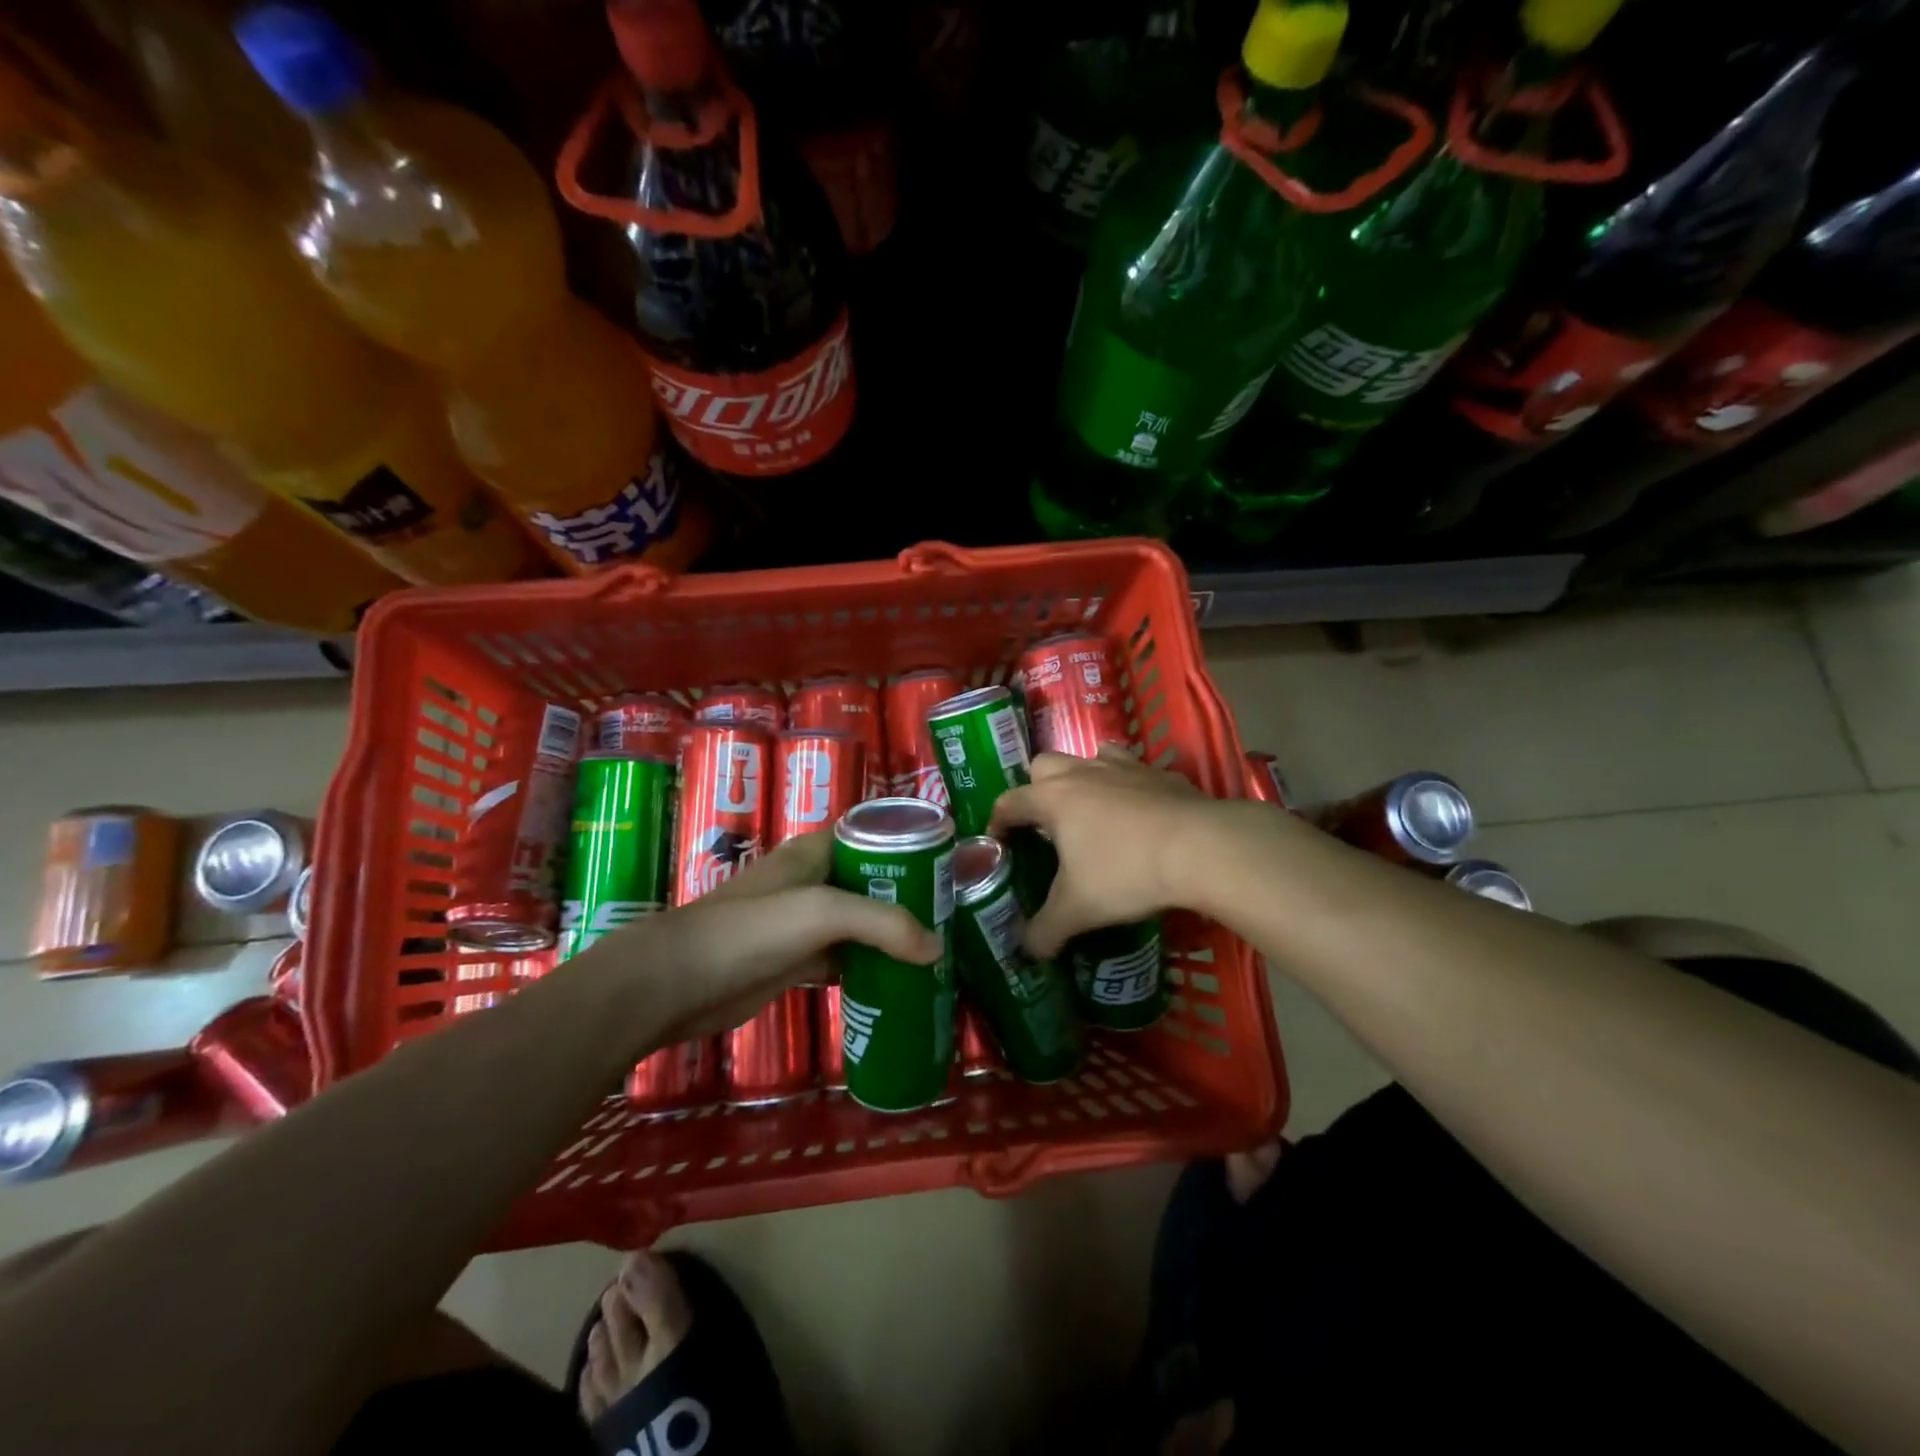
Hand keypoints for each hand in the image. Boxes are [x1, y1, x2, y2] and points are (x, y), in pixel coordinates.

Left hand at [581, 832, 941, 1041]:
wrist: (678, 983)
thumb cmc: (751, 930)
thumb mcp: (822, 913)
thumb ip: (884, 924)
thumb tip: (936, 949)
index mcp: (815, 852)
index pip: (872, 836)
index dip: (910, 848)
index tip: (950, 870)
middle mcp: (811, 881)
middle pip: (871, 882)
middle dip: (909, 898)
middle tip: (953, 918)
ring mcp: (802, 923)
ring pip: (860, 923)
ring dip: (892, 936)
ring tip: (938, 951)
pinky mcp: (795, 961)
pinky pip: (844, 958)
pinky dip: (869, 968)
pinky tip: (899, 982)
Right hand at [987, 745, 1216, 957]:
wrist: (1200, 847)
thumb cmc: (1125, 872)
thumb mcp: (1077, 910)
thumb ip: (1044, 931)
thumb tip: (1026, 950)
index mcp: (1053, 798)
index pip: (1009, 802)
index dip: (996, 823)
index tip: (998, 844)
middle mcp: (1083, 773)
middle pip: (1044, 765)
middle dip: (1036, 789)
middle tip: (1045, 826)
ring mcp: (1124, 767)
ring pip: (1089, 757)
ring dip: (1082, 778)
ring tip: (1090, 812)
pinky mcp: (1160, 773)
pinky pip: (1132, 770)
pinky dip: (1126, 786)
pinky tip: (1138, 814)